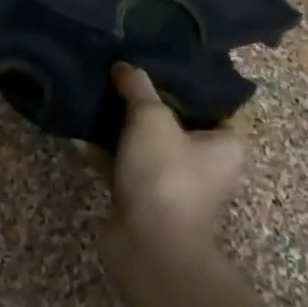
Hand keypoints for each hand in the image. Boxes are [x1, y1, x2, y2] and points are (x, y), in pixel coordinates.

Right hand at [106, 63, 245, 246]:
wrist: (149, 246)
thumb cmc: (166, 174)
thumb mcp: (150, 117)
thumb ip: (137, 86)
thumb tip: (123, 66)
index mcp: (226, 144)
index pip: (215, 102)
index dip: (189, 80)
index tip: (162, 59)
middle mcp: (207, 165)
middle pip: (177, 121)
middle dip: (149, 101)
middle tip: (124, 72)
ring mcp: (174, 184)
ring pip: (148, 144)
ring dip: (124, 126)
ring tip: (99, 94)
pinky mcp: (146, 201)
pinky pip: (126, 165)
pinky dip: (106, 151)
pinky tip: (81, 131)